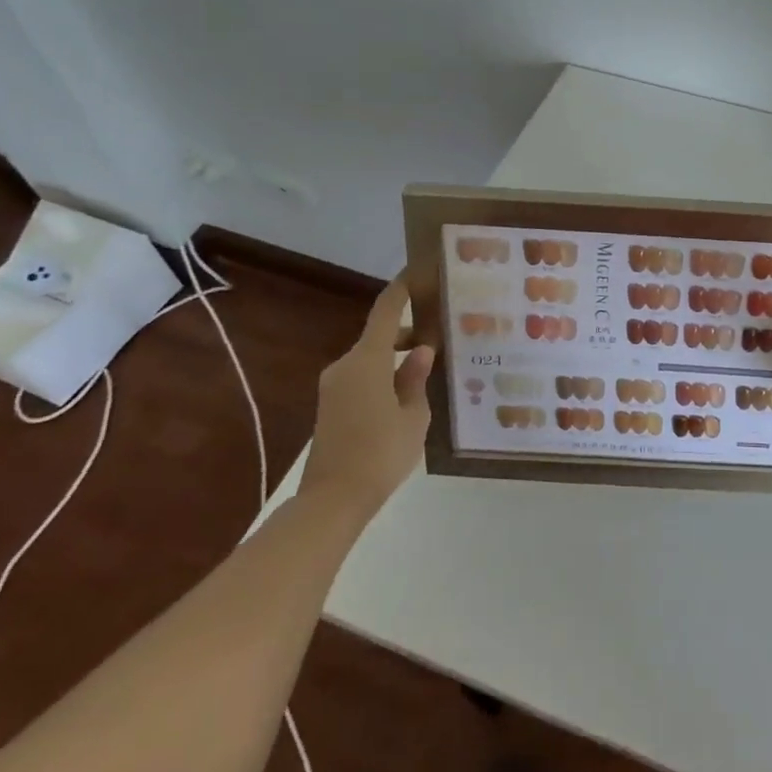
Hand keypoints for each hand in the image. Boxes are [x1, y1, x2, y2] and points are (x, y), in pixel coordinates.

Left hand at [303, 272, 433, 515]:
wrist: (331, 501)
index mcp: (367, 360)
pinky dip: (383, 375)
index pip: (386, 310)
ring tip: (428, 368)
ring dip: (395, 358)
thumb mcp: (413, 416)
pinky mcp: (330, 406)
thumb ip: (416, 379)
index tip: (419, 271)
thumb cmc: (380, 453)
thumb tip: (420, 351)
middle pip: (378, 335)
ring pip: (370, 358)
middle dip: (407, 332)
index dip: (402, 288)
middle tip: (441, 334)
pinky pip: (362, 377)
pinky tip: (406, 394)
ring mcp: (334, 386)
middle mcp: (346, 365)